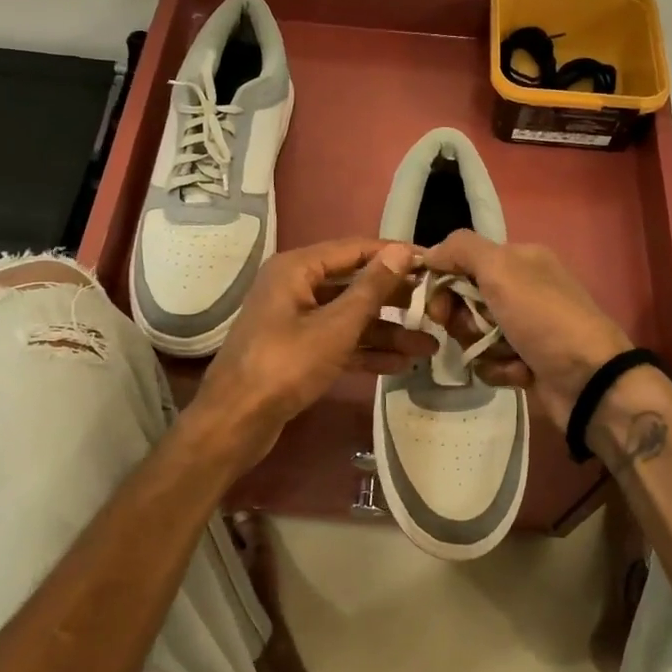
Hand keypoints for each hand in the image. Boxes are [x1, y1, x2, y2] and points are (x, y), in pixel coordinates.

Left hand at [186, 237, 425, 463]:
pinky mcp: (298, 351)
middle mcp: (295, 287)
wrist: (235, 422)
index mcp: (297, 268)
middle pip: (354, 284)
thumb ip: (371, 288)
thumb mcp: (335, 326)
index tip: (433, 264)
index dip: (394, 255)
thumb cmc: (286, 365)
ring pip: (349, 317)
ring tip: (428, 345)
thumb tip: (400, 251)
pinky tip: (400, 364)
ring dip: (386, 331)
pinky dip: (366, 350)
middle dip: (395, 299)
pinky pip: (338, 342)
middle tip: (436, 306)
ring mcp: (296, 320)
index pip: (355, 249)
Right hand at [422, 230, 632, 431]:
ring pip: (473, 334)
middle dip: (463, 320)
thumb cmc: (543, 318)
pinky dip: (499, 368)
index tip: (438, 306)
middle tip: (474, 330)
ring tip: (508, 354)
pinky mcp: (523, 360)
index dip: (443, 283)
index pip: (462, 262)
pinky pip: (488, 361)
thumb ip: (461, 250)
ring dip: (483, 347)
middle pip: (463, 301)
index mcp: (519, 259)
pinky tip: (520, 372)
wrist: (588, 380)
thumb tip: (429, 254)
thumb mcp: (501, 270)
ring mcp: (523, 327)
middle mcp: (521, 288)